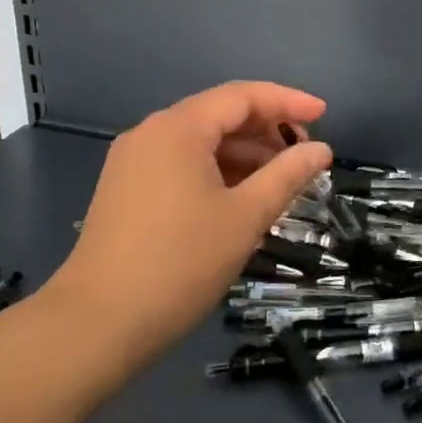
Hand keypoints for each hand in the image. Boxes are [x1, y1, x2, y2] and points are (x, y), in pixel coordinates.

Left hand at [41, 82, 331, 382]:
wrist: (96, 325)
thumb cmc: (180, 263)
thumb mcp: (246, 217)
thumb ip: (287, 175)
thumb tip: (321, 150)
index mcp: (178, 128)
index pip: (242, 96)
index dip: (288, 101)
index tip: (325, 115)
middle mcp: (151, 133)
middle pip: (220, 115)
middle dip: (267, 130)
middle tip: (305, 155)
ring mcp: (133, 162)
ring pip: (201, 142)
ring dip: (244, 154)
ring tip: (281, 181)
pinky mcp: (126, 190)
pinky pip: (181, 164)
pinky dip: (217, 172)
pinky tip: (242, 198)